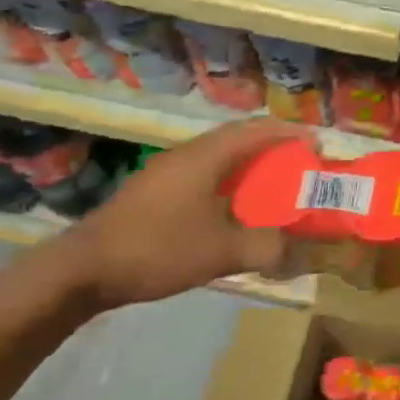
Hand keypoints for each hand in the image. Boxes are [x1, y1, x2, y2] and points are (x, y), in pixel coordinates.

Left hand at [60, 118, 305, 309]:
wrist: (81, 269)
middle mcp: (189, 153)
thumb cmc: (157, 248)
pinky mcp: (154, 190)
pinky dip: (228, 180)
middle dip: (273, 146)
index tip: (318, 146)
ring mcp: (166, 171)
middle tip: (299, 163)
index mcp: (208, 156)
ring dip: (249, 163)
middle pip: (239, 137)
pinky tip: (232, 206)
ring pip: (219, 155)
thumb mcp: (220, 252)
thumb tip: (298, 255)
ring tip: (272, 183)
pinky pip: (203, 172)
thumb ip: (265, 249)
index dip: (291, 134)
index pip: (259, 130)